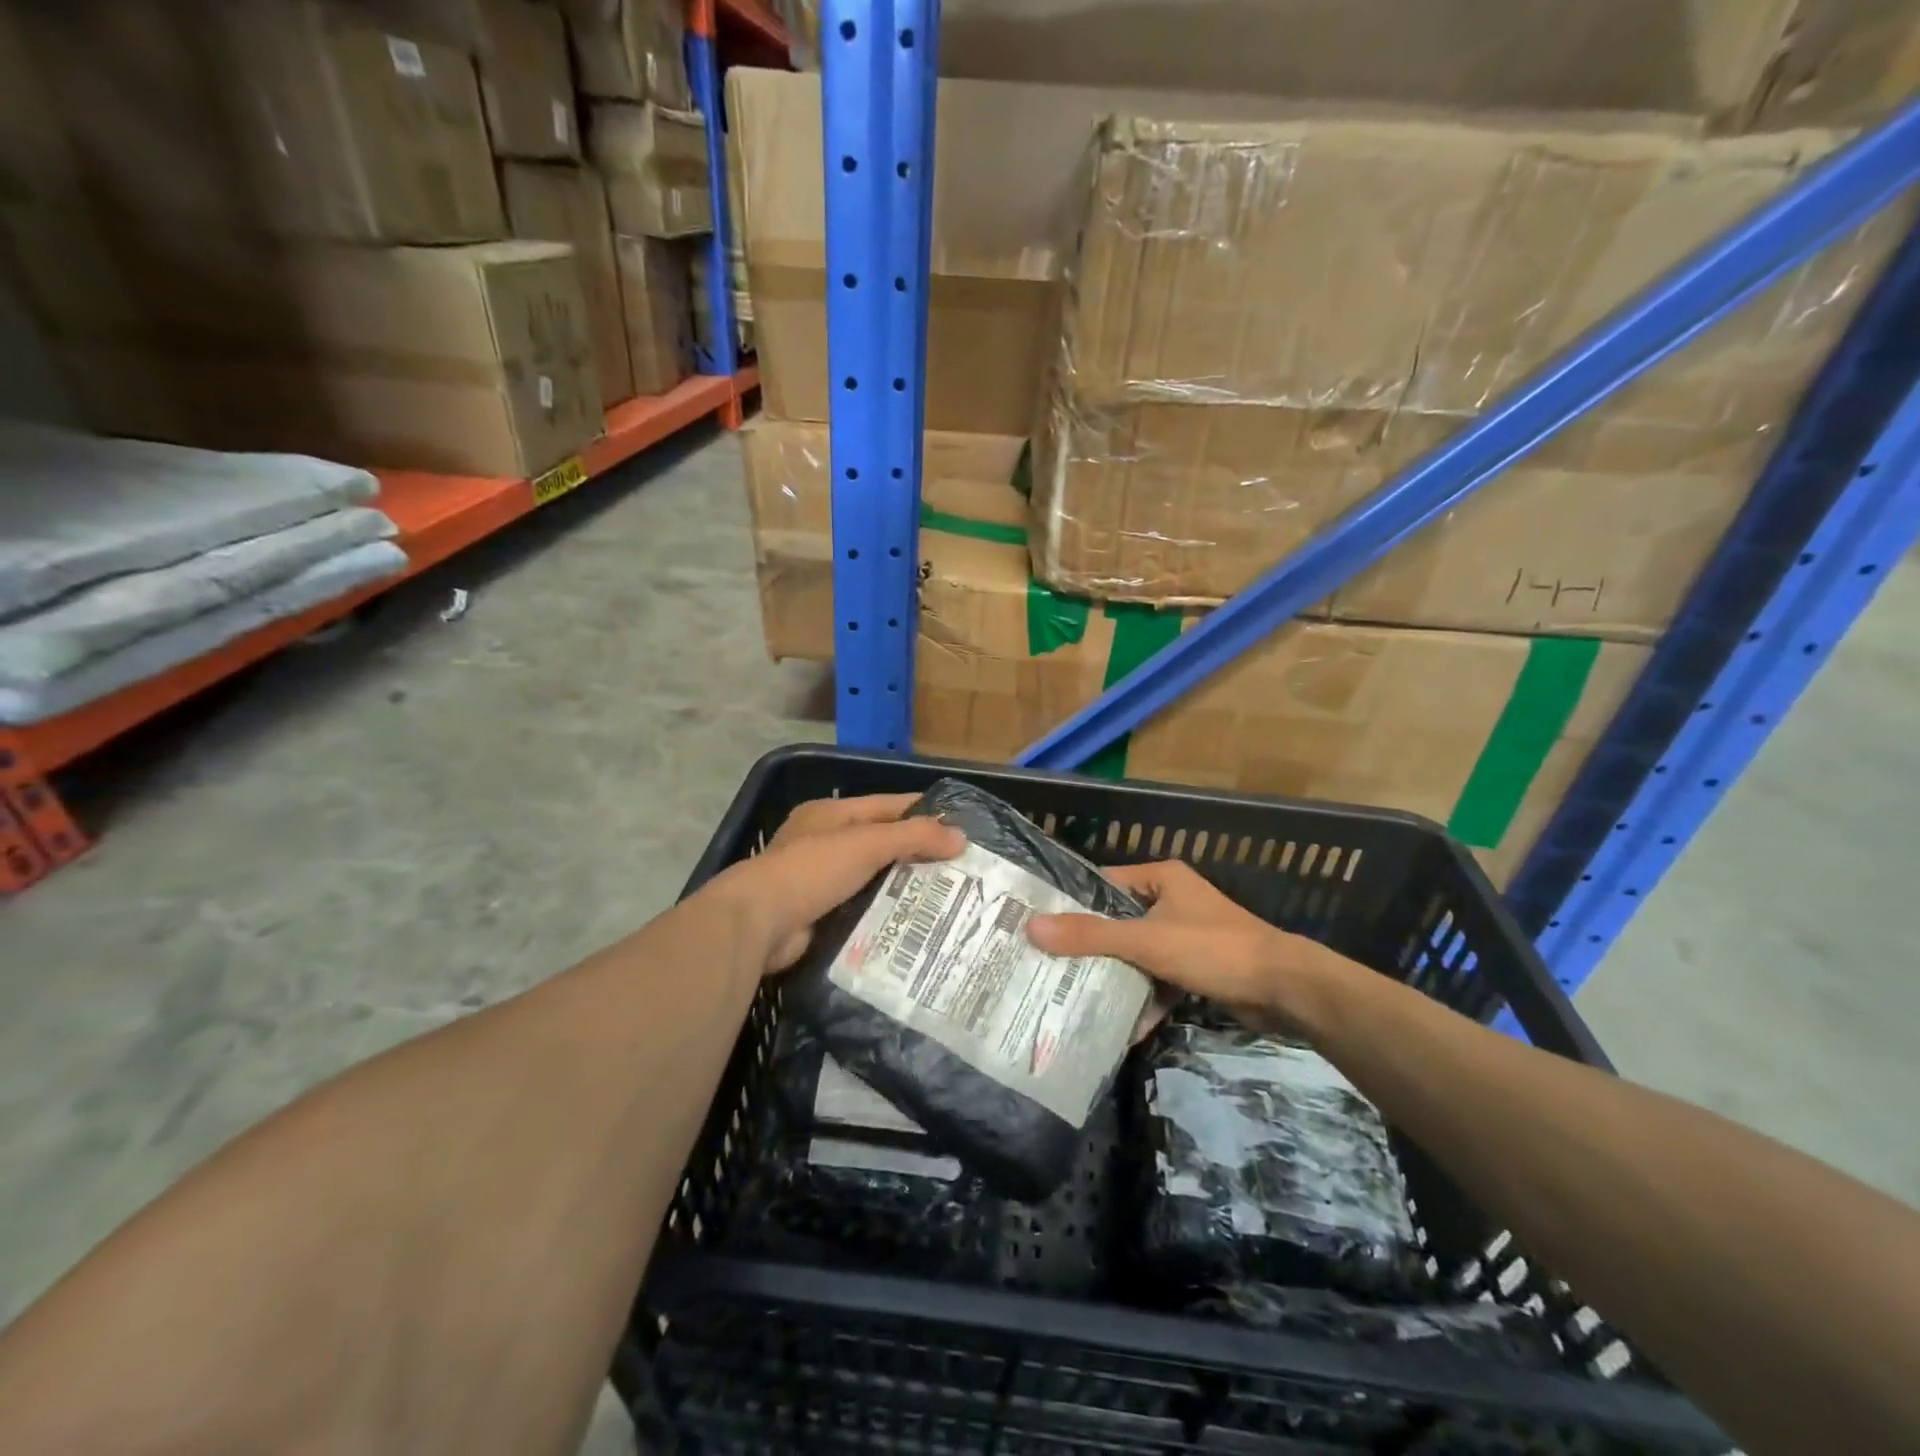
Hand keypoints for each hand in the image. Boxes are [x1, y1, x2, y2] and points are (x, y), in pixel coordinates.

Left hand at [709, 793, 964, 972]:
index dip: (923, 811)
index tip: (960, 825)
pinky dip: (883, 912)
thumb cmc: (813, 869)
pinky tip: (912, 922)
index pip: (887, 805)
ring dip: (902, 886)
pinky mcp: (817, 913)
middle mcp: (823, 841)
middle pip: (880, 842)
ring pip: (872, 877)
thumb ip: (914, 836)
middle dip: (916, 852)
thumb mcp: (867, 843)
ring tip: (946, 897)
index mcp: (831, 814)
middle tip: (959, 867)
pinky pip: (860, 907)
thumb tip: (961, 837)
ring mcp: (817, 878)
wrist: (758, 923)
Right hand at [1026, 859, 1357, 1035]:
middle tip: (1049, 965)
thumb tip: (1032, 927)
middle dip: (1090, 947)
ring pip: (1137, 954)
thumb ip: (1090, 935)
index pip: (1104, 883)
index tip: (1040, 925)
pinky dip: (1145, 1000)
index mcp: (1161, 878)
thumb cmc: (1213, 949)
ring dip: (1116, 977)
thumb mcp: (1146, 941)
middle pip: (1118, 922)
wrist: (1286, 989)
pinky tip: (1123, 1028)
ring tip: (1074, 998)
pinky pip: (1159, 979)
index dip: (1072, 902)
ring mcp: (1186, 935)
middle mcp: (1172, 901)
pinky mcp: (1198, 967)